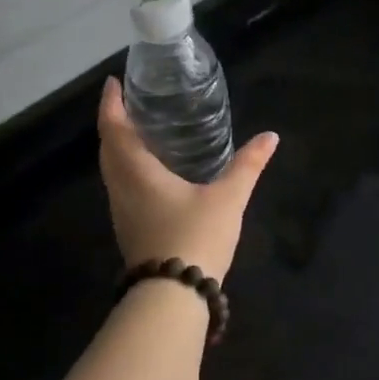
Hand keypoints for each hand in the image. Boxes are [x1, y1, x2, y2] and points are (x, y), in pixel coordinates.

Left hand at [97, 77, 278, 282]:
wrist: (173, 296)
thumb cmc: (195, 238)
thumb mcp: (227, 199)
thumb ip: (248, 166)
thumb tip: (270, 137)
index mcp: (136, 172)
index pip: (113, 128)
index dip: (111, 104)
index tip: (114, 83)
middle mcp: (121, 188)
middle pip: (108, 148)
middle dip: (114, 123)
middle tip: (133, 104)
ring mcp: (122, 212)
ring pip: (112, 170)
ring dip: (120, 148)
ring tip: (143, 132)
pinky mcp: (129, 230)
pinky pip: (121, 187)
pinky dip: (128, 169)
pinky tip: (152, 173)